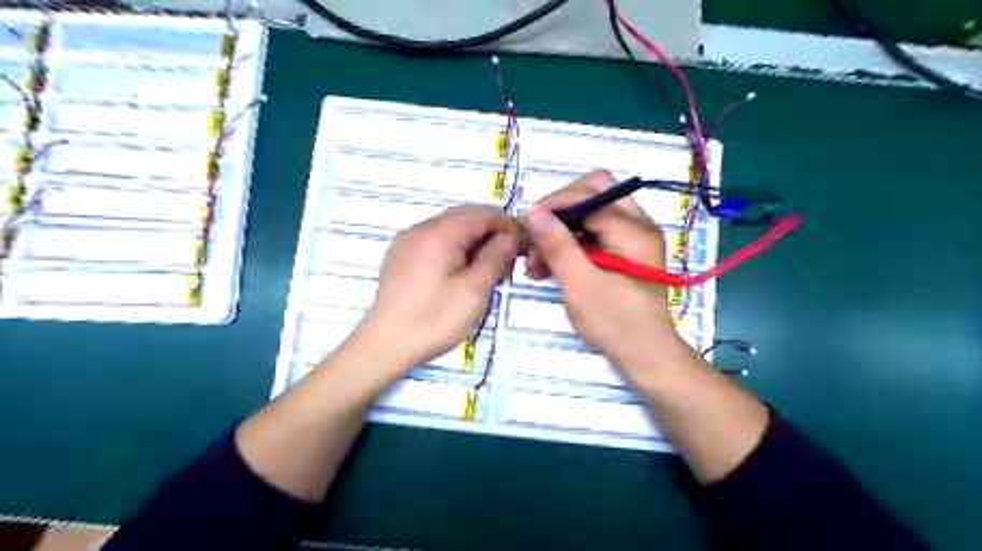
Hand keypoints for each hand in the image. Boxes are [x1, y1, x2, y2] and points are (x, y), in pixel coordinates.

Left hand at [354, 206, 519, 373]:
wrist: (385, 345)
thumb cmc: (434, 319)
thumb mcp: (474, 290)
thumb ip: (495, 258)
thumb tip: (510, 238)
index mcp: (439, 233)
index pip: (480, 214)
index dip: (506, 224)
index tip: (524, 243)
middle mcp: (420, 229)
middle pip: (463, 218)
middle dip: (490, 232)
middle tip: (509, 256)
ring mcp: (406, 242)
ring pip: (448, 229)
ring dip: (473, 240)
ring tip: (489, 265)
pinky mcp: (400, 256)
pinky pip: (434, 241)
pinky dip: (454, 248)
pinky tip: (461, 270)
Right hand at [521, 171, 684, 372]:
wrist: (646, 356)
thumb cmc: (615, 323)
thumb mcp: (580, 285)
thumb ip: (557, 245)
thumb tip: (532, 211)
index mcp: (634, 229)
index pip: (589, 195)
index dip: (555, 205)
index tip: (527, 226)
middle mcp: (639, 225)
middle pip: (594, 193)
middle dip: (560, 211)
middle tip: (536, 235)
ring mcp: (634, 237)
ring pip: (591, 214)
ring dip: (562, 231)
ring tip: (536, 261)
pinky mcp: (626, 252)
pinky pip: (595, 234)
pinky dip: (571, 245)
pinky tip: (549, 267)